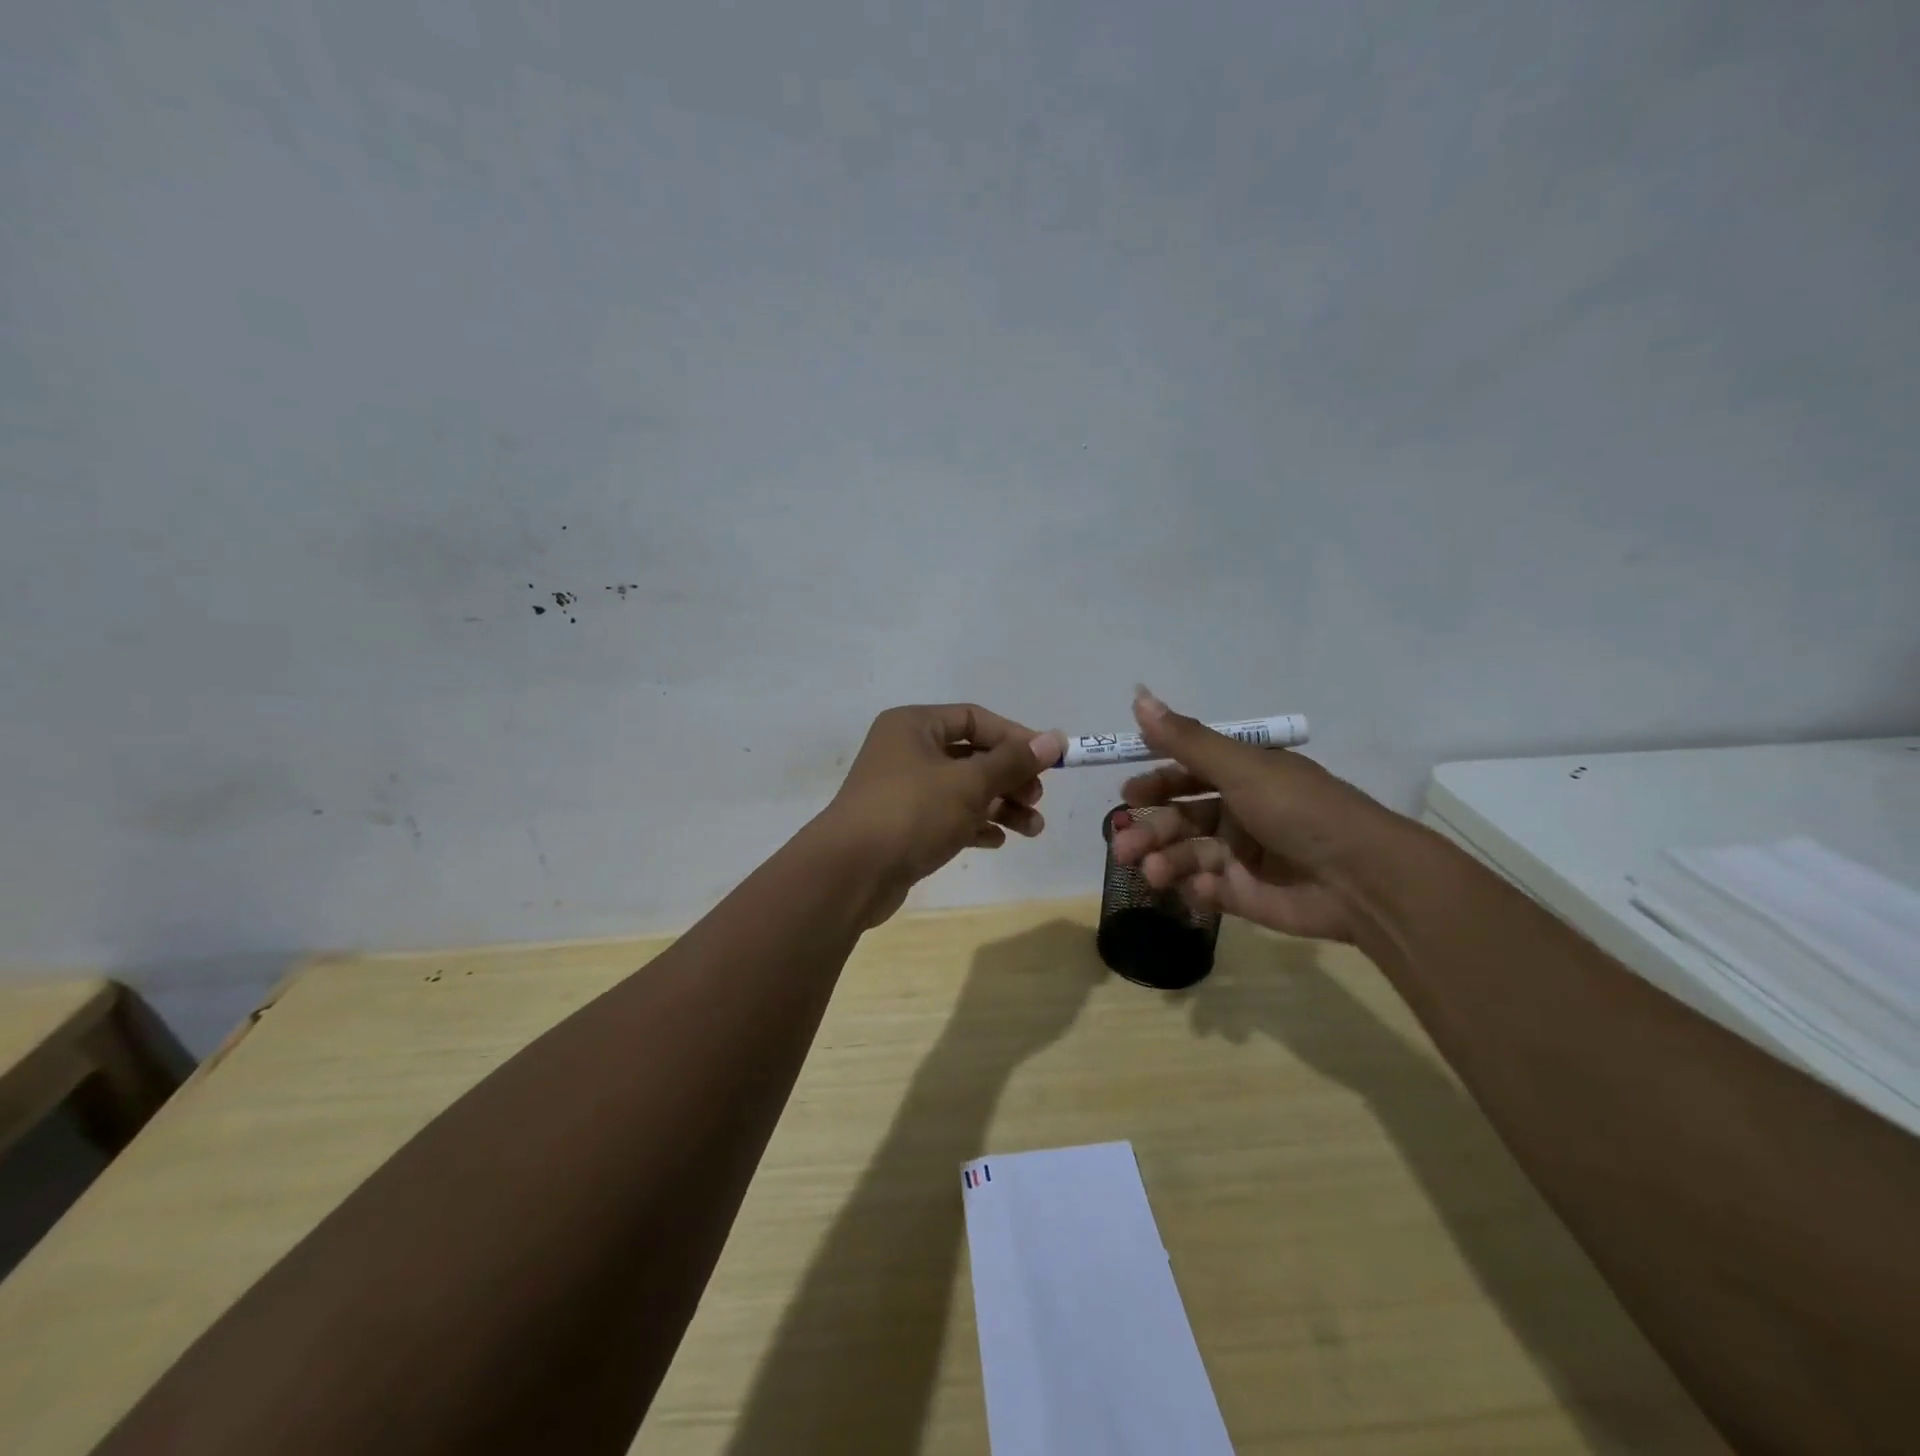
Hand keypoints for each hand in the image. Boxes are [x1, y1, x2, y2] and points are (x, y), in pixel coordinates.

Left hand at [820, 705, 1064, 927]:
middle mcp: (906, 751)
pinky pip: (947, 817)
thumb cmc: (912, 813)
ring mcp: (902, 790)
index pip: (974, 719)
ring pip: (962, 790)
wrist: (850, 873)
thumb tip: (1055, 738)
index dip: (1015, 738)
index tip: (1048, 761)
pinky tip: (999, 840)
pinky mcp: (903, 826)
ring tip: (1033, 829)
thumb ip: (1014, 761)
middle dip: (1009, 778)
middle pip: (971, 756)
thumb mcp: (969, 783)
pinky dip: (974, 825)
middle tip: (1036, 799)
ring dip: (1000, 806)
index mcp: (914, 726)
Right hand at [1109, 688, 1396, 943]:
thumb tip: (1138, 695)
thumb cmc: (1298, 810)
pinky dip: (1196, 889)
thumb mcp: (1240, 768)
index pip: (1188, 773)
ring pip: (1186, 854)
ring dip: (1163, 860)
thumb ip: (1186, 739)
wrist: (1361, 878)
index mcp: (1243, 777)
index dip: (1156, 781)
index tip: (1127, 792)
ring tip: (1150, 871)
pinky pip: (1206, 889)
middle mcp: (1239, 813)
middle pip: (1180, 817)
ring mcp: (1241, 856)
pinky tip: (1200, 889)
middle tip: (1122, 844)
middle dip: (1149, 829)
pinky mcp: (1245, 895)